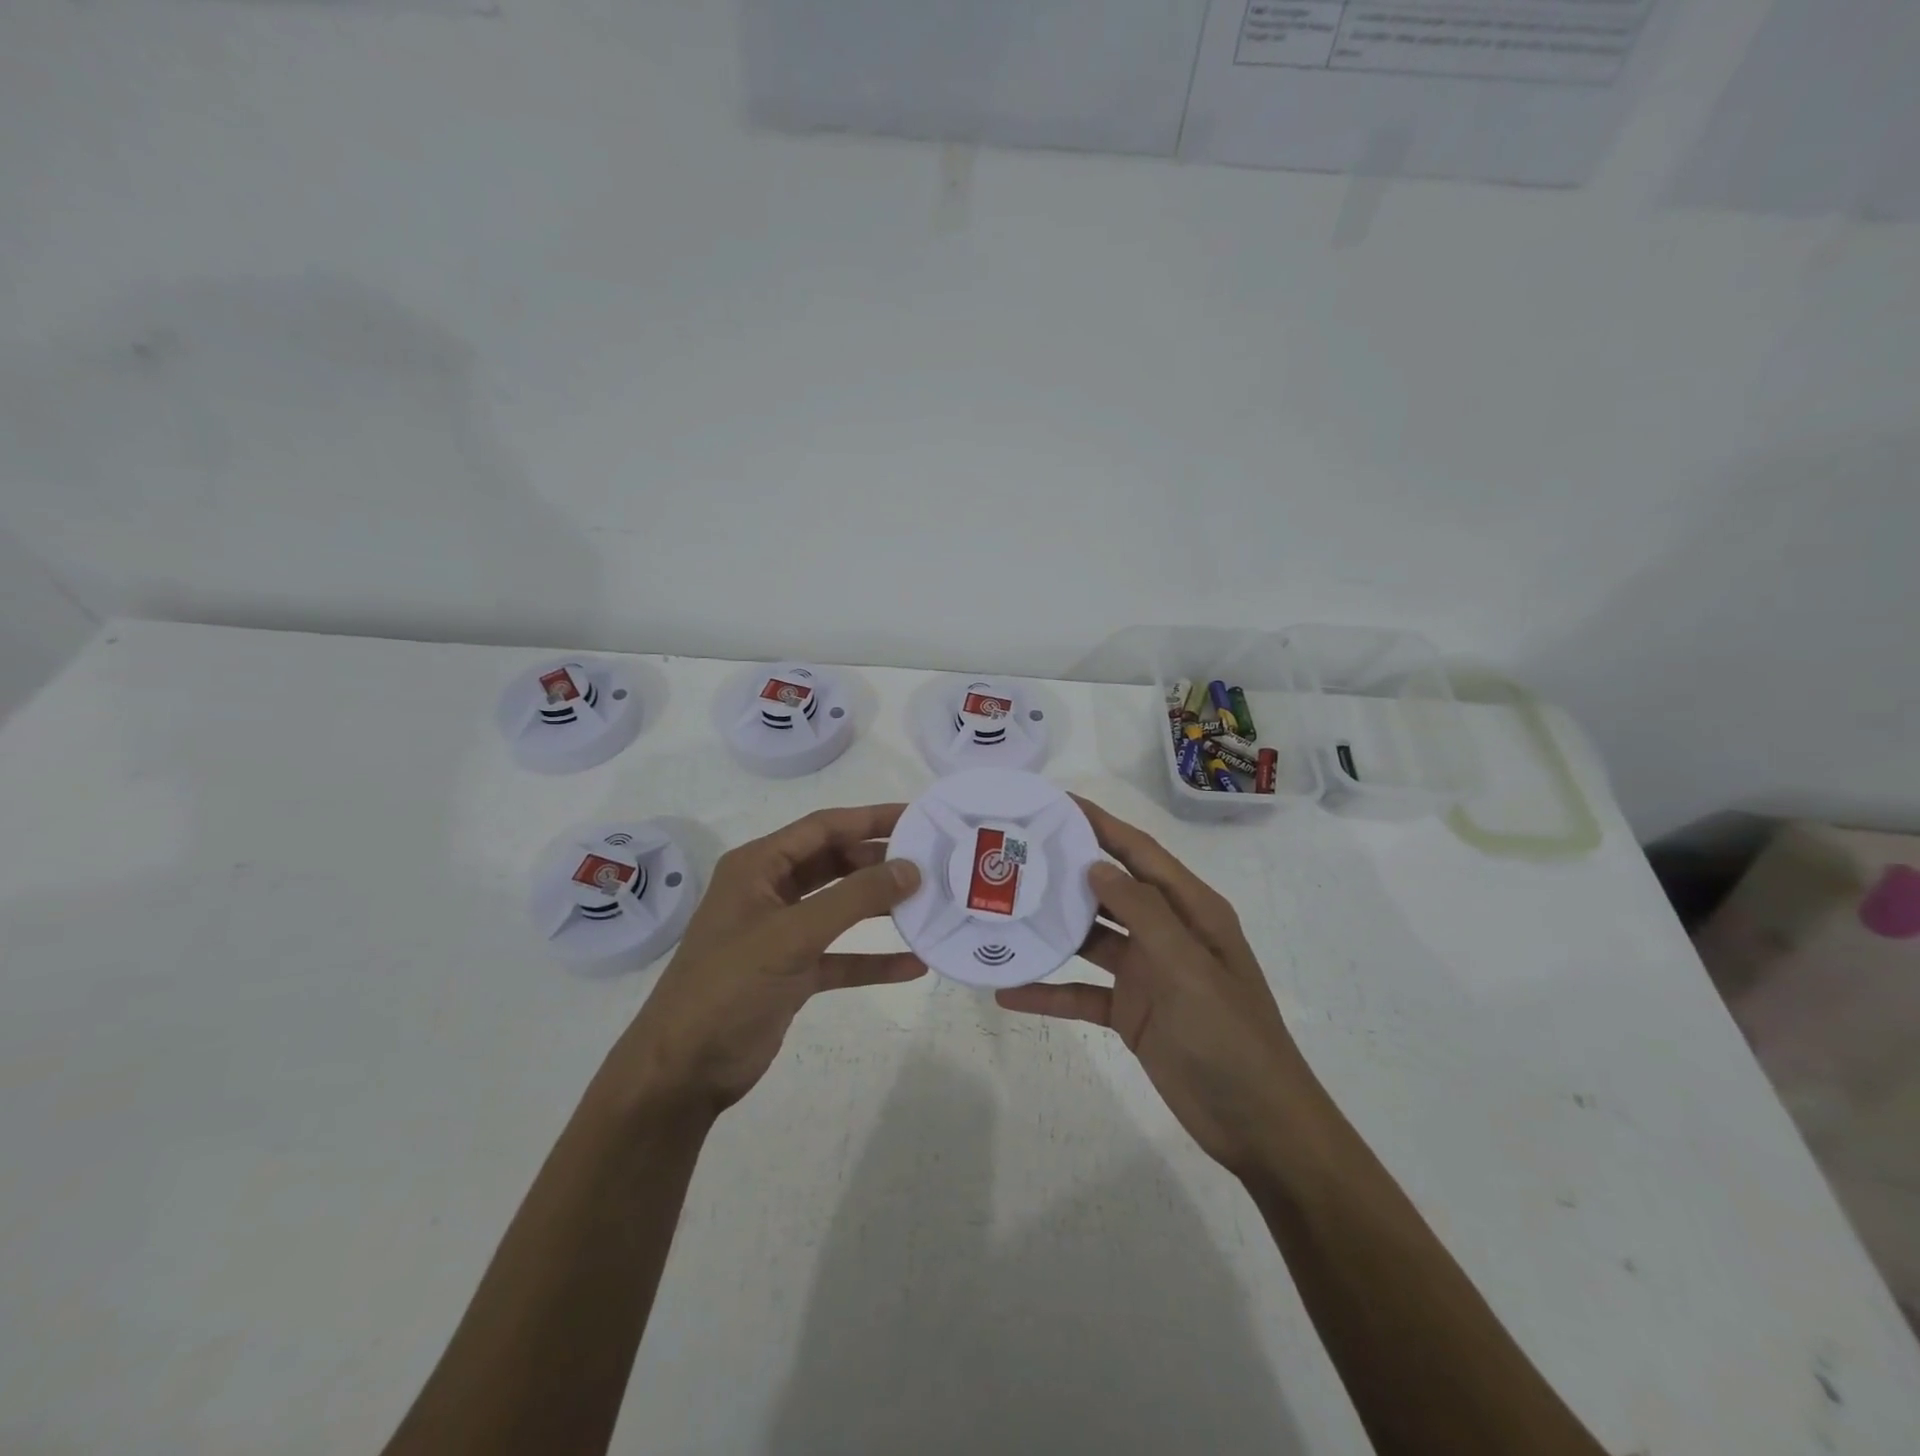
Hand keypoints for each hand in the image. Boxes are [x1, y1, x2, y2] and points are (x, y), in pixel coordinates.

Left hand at [605, 805, 923, 1116]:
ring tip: (928, 904)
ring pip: (840, 908)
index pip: (823, 827)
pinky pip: (841, 955)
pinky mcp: (792, 973)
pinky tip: (913, 964)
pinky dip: (873, 959)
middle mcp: (770, 892)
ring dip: (880, 907)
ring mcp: (781, 934)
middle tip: (930, 861)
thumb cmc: (729, 986)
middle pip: (834, 863)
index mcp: (758, 867)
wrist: (684, 1071)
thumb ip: (854, 898)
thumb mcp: (792, 935)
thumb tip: (910, 868)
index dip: (870, 818)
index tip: (918, 817)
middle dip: (879, 862)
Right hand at [996, 797, 1323, 1175]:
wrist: (1257, 1125)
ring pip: (1090, 939)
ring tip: (1002, 912)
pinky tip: (1009, 991)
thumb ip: (1143, 913)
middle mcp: (1166, 933)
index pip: (1139, 853)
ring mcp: (1146, 974)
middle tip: (1014, 853)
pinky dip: (1049, 991)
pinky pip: (1082, 993)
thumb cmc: (1230, 1036)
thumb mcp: (1188, 967)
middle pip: (1109, 890)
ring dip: (1052, 929)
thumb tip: (1096, 866)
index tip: (1056, 803)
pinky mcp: (1130, 1013)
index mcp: (1190, 910)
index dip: (1101, 824)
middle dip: (1067, 871)